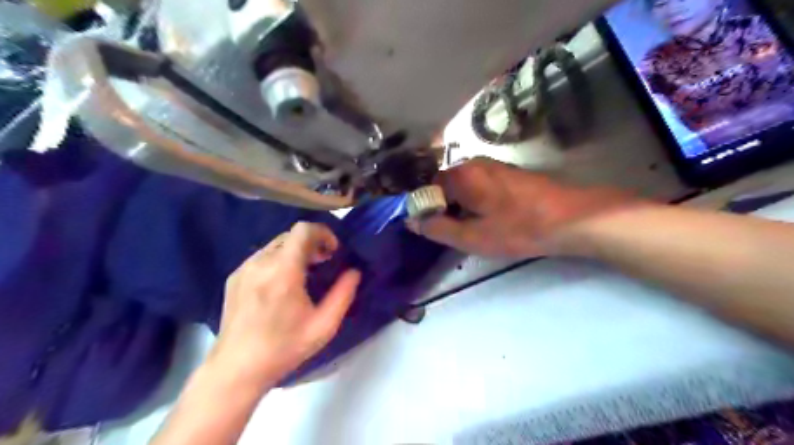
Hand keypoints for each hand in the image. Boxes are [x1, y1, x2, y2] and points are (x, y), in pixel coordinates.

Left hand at [208, 223, 362, 385]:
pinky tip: (281, 285)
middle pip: (291, 235)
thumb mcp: (323, 325)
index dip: (323, 233)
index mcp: (283, 271)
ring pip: (276, 245)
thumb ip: (343, 294)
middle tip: (323, 264)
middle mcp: (261, 263)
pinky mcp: (234, 278)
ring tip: (304, 275)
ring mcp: (244, 269)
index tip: (333, 252)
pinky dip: (279, 260)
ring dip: (295, 252)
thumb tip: (354, 272)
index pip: (303, 230)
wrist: (236, 370)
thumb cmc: (284, 349)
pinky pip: (262, 257)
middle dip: (312, 244)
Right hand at [406, 157, 639, 258]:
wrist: (570, 218)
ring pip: (462, 184)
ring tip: (470, 227)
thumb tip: (412, 220)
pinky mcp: (506, 173)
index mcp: (460, 175)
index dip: (425, 208)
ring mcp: (492, 166)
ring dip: (459, 204)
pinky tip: (488, 217)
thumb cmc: (518, 229)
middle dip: (442, 206)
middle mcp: (472, 163)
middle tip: (451, 231)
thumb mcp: (473, 237)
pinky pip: (478, 184)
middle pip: (444, 184)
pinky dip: (474, 200)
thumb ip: (438, 228)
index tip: (430, 228)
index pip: (426, 187)